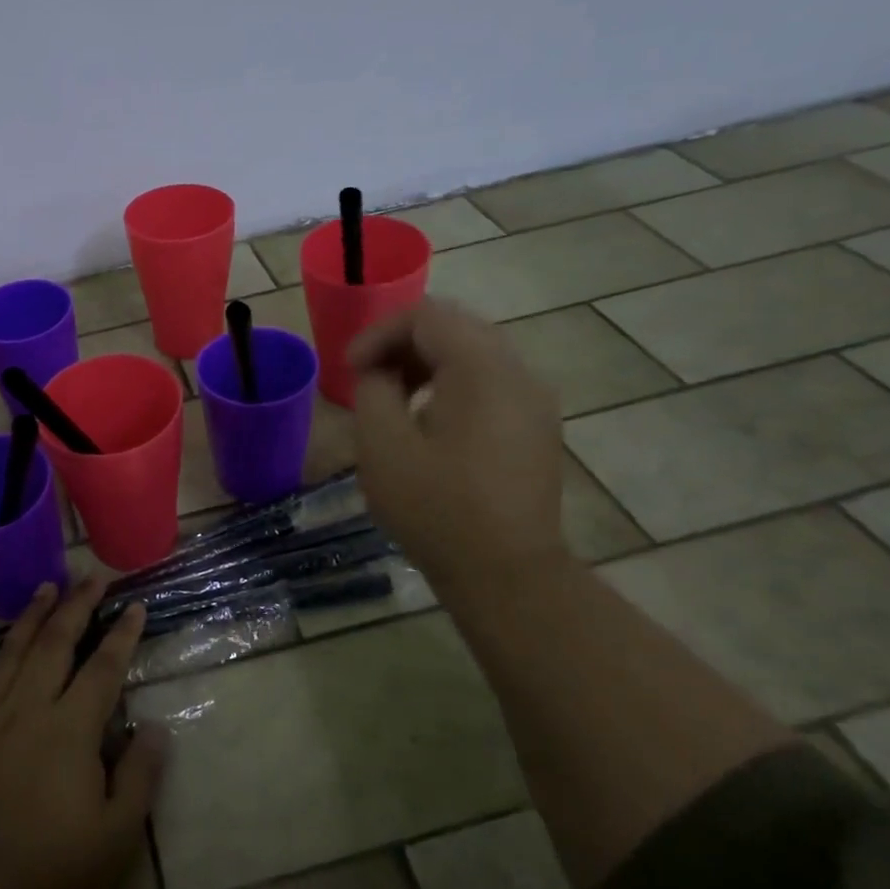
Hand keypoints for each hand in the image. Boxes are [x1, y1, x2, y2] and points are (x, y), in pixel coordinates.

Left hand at [0, 580, 168, 888]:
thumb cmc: (50, 874)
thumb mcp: (116, 837)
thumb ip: (140, 776)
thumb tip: (155, 726)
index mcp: (70, 730)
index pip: (103, 668)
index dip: (121, 635)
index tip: (134, 605)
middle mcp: (27, 710)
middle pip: (55, 645)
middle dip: (77, 607)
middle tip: (91, 577)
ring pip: (9, 653)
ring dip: (30, 617)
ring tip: (46, 587)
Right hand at [348, 296, 568, 596]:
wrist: (506, 573)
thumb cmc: (436, 508)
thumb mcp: (382, 446)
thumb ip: (373, 389)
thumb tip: (380, 371)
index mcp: (481, 369)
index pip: (426, 316)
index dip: (379, 333)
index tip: (351, 370)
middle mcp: (518, 372)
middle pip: (455, 326)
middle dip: (403, 343)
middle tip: (369, 377)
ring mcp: (535, 400)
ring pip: (476, 352)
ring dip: (428, 362)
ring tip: (394, 397)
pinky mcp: (537, 426)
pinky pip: (492, 381)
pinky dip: (454, 383)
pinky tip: (431, 422)